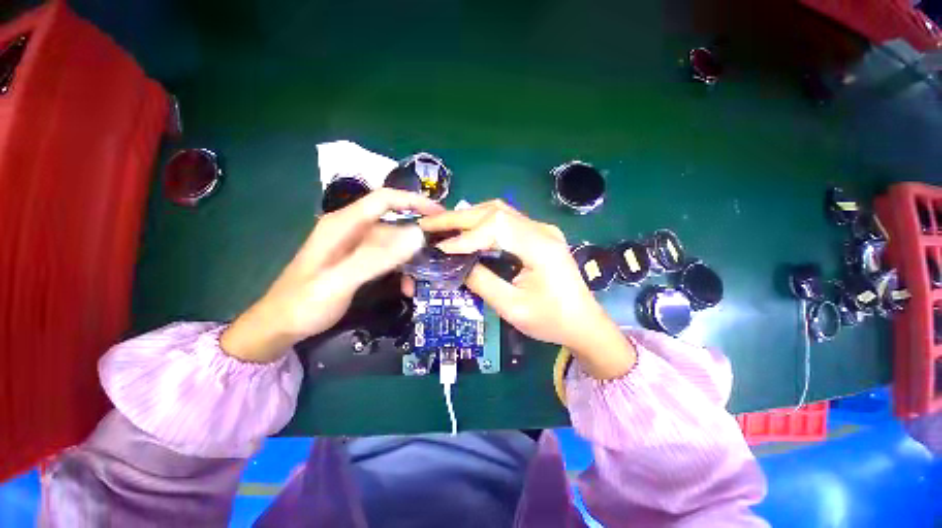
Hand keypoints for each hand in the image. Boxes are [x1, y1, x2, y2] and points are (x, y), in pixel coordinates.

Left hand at [221, 189, 443, 362]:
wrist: (280, 326)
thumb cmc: (304, 302)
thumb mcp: (339, 281)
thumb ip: (376, 258)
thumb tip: (417, 235)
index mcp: (343, 224)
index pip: (385, 199)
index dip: (414, 201)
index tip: (440, 214)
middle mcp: (352, 229)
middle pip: (393, 222)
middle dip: (418, 235)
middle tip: (441, 250)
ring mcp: (356, 246)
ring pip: (394, 243)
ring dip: (410, 259)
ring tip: (422, 280)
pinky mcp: (358, 260)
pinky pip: (388, 258)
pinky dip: (401, 269)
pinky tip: (407, 287)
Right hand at [419, 200, 635, 379]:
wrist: (583, 323)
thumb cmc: (551, 320)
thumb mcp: (512, 307)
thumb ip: (482, 282)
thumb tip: (456, 263)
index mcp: (541, 247)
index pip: (496, 227)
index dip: (465, 236)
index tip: (441, 248)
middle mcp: (542, 230)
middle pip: (495, 211)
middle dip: (459, 217)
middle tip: (429, 223)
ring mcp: (541, 229)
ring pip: (499, 212)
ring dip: (469, 217)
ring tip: (443, 224)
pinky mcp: (538, 235)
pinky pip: (506, 221)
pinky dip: (481, 223)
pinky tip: (466, 230)